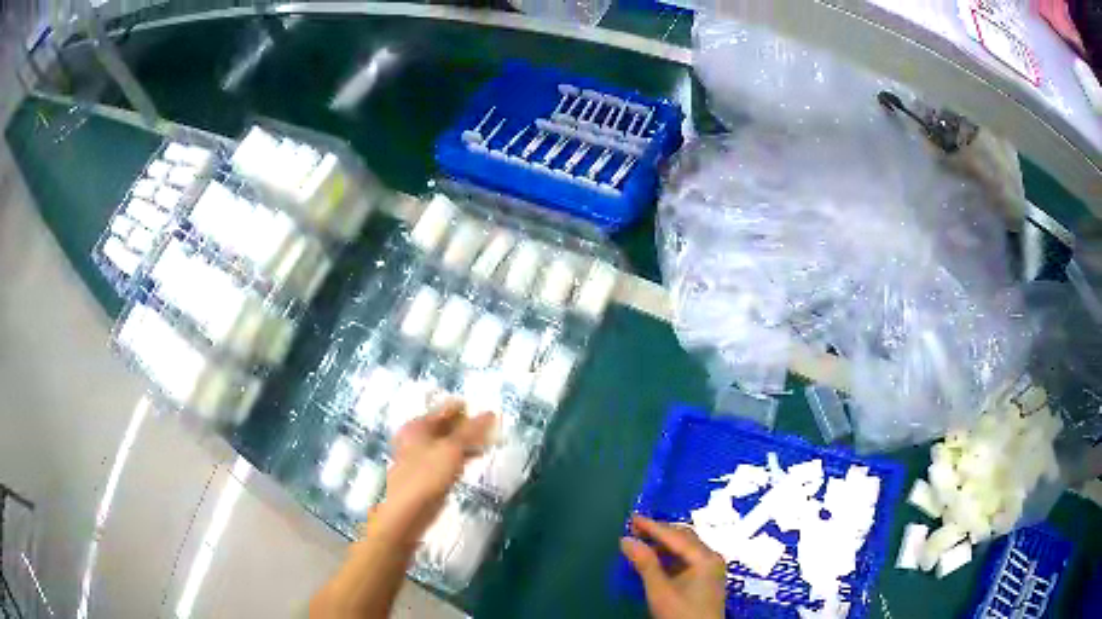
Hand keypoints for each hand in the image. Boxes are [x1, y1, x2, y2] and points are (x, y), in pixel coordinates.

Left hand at [373, 400, 494, 539]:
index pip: (445, 409)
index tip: (490, 412)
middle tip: (493, 429)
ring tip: (488, 444)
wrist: (407, 512)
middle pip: (445, 426)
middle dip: (467, 427)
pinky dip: (460, 457)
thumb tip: (490, 412)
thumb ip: (470, 431)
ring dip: (466, 443)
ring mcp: (419, 457)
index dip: (466, 409)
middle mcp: (415, 438)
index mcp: (417, 426)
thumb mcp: (451, 449)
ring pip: (447, 444)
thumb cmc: (426, 476)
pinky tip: (474, 460)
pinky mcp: (426, 475)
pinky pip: (446, 459)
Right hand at [620, 516, 726, 618]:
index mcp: (704, 557)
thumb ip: (645, 564)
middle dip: (660, 531)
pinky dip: (671, 554)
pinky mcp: (707, 578)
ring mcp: (711, 568)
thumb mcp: (659, 590)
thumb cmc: (680, 614)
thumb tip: (626, 540)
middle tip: (635, 528)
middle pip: (684, 537)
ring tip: (642, 541)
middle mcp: (711, 557)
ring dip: (664, 543)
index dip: (652, 526)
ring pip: (686, 547)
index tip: (632, 518)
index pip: (675, 536)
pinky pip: (688, 557)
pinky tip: (656, 558)